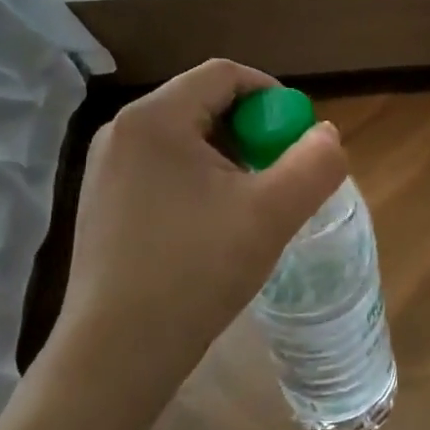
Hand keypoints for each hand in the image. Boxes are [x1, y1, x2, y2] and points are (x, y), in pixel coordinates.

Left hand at [42, 60, 346, 400]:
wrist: (116, 354)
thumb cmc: (195, 271)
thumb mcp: (272, 213)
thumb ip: (315, 164)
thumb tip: (326, 135)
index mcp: (155, 118)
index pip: (225, 75)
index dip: (273, 97)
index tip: (297, 140)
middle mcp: (122, 132)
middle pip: (205, 104)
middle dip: (252, 133)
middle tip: (279, 177)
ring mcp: (105, 170)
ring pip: (186, 140)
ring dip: (229, 160)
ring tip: (251, 208)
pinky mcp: (103, 204)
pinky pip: (164, 170)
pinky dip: (200, 183)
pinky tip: (214, 229)